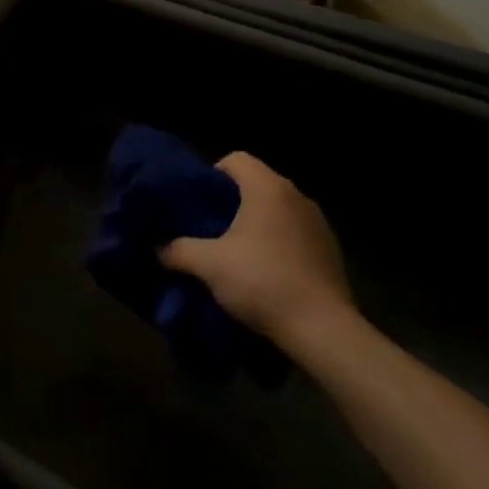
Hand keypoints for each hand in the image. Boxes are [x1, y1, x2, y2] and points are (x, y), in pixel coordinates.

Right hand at [160, 151, 353, 342]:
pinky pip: (296, 233)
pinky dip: (280, 243)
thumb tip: (157, 248)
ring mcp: (318, 222)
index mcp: (267, 187)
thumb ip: (178, 250)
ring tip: (239, 254)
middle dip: (233, 202)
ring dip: (258, 224)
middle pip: (256, 184)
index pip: (235, 159)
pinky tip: (269, 273)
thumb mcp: (209, 265)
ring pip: (278, 209)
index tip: (201, 204)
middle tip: (212, 230)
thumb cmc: (262, 282)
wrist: (323, 329)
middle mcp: (296, 195)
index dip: (213, 175)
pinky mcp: (331, 249)